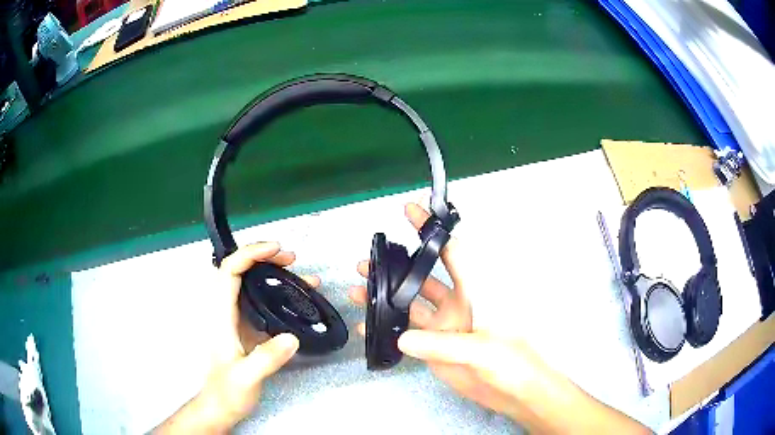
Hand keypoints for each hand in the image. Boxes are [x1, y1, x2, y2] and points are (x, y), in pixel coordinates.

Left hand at [155, 243, 315, 433]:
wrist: (221, 406)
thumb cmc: (227, 392)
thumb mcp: (246, 377)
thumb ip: (267, 358)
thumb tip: (292, 337)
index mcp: (221, 316)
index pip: (229, 272)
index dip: (250, 254)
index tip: (276, 250)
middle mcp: (226, 312)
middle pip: (239, 270)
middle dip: (264, 258)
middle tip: (291, 259)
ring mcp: (235, 320)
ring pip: (250, 285)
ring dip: (272, 274)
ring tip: (301, 275)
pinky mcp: (245, 329)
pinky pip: (259, 302)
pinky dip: (277, 293)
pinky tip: (296, 300)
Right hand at [350, 204, 649, 433]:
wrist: (515, 393)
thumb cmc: (512, 363)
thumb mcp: (483, 349)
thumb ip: (443, 344)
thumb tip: (404, 338)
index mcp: (475, 292)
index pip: (452, 252)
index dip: (431, 232)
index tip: (411, 212)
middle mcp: (457, 304)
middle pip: (422, 277)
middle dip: (396, 265)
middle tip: (369, 259)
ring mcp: (444, 326)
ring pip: (409, 305)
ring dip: (386, 297)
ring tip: (360, 290)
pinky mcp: (435, 348)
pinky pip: (408, 335)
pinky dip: (388, 331)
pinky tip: (369, 329)